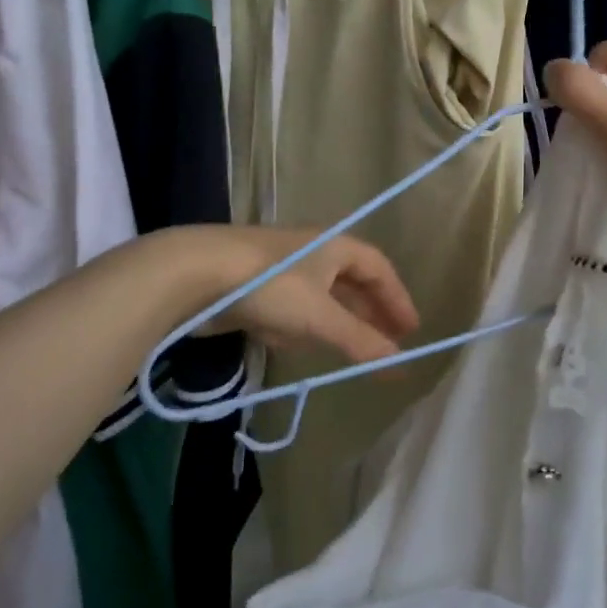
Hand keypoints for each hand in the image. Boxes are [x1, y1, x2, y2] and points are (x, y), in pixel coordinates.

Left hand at [177, 226, 419, 365]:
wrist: (196, 272)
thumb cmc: (271, 286)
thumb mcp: (320, 317)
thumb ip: (360, 341)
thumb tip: (399, 362)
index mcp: (335, 245)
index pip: (378, 269)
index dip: (396, 299)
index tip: (410, 330)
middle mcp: (312, 250)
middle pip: (350, 283)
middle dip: (367, 314)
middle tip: (386, 343)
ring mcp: (281, 266)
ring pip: (318, 297)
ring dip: (331, 321)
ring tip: (343, 348)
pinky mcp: (254, 284)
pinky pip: (287, 306)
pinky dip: (293, 324)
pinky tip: (285, 339)